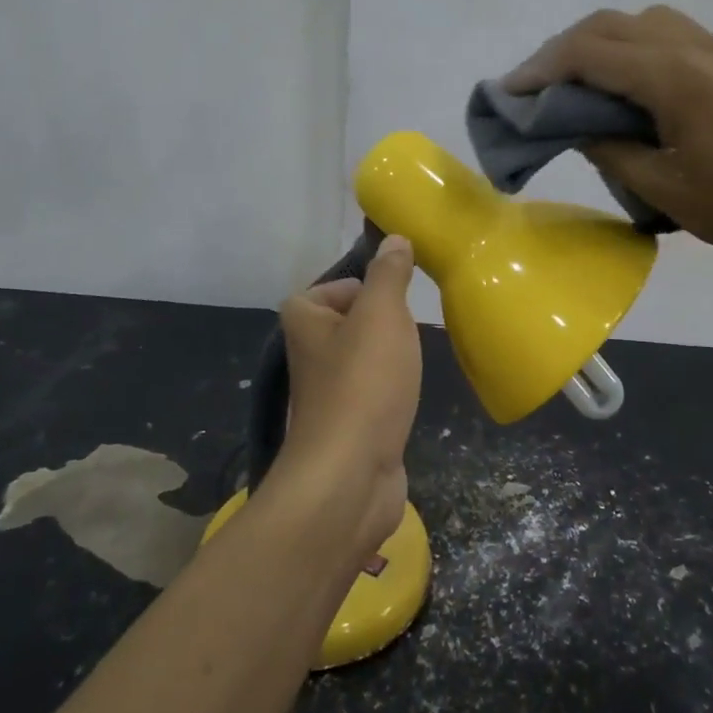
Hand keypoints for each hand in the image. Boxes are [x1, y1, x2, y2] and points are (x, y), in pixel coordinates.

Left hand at [261, 235, 422, 564]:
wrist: (350, 474)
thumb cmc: (364, 382)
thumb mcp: (382, 314)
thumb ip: (389, 274)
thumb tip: (394, 238)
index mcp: (303, 319)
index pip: (335, 286)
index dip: (367, 288)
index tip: (396, 302)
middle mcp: (307, 353)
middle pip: (353, 321)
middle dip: (384, 325)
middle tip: (409, 333)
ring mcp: (326, 392)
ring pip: (364, 358)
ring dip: (389, 360)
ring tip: (410, 367)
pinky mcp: (346, 424)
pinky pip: (372, 392)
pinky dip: (390, 392)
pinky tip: (405, 399)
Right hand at [505, 6, 712, 272]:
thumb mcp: (665, 189)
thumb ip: (612, 151)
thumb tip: (581, 128)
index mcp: (674, 77)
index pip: (589, 54)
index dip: (540, 70)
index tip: (508, 92)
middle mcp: (693, 47)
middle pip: (608, 25)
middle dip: (561, 52)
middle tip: (533, 89)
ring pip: (639, 22)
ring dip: (597, 44)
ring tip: (573, 84)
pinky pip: (666, 35)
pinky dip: (629, 49)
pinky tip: (623, 87)